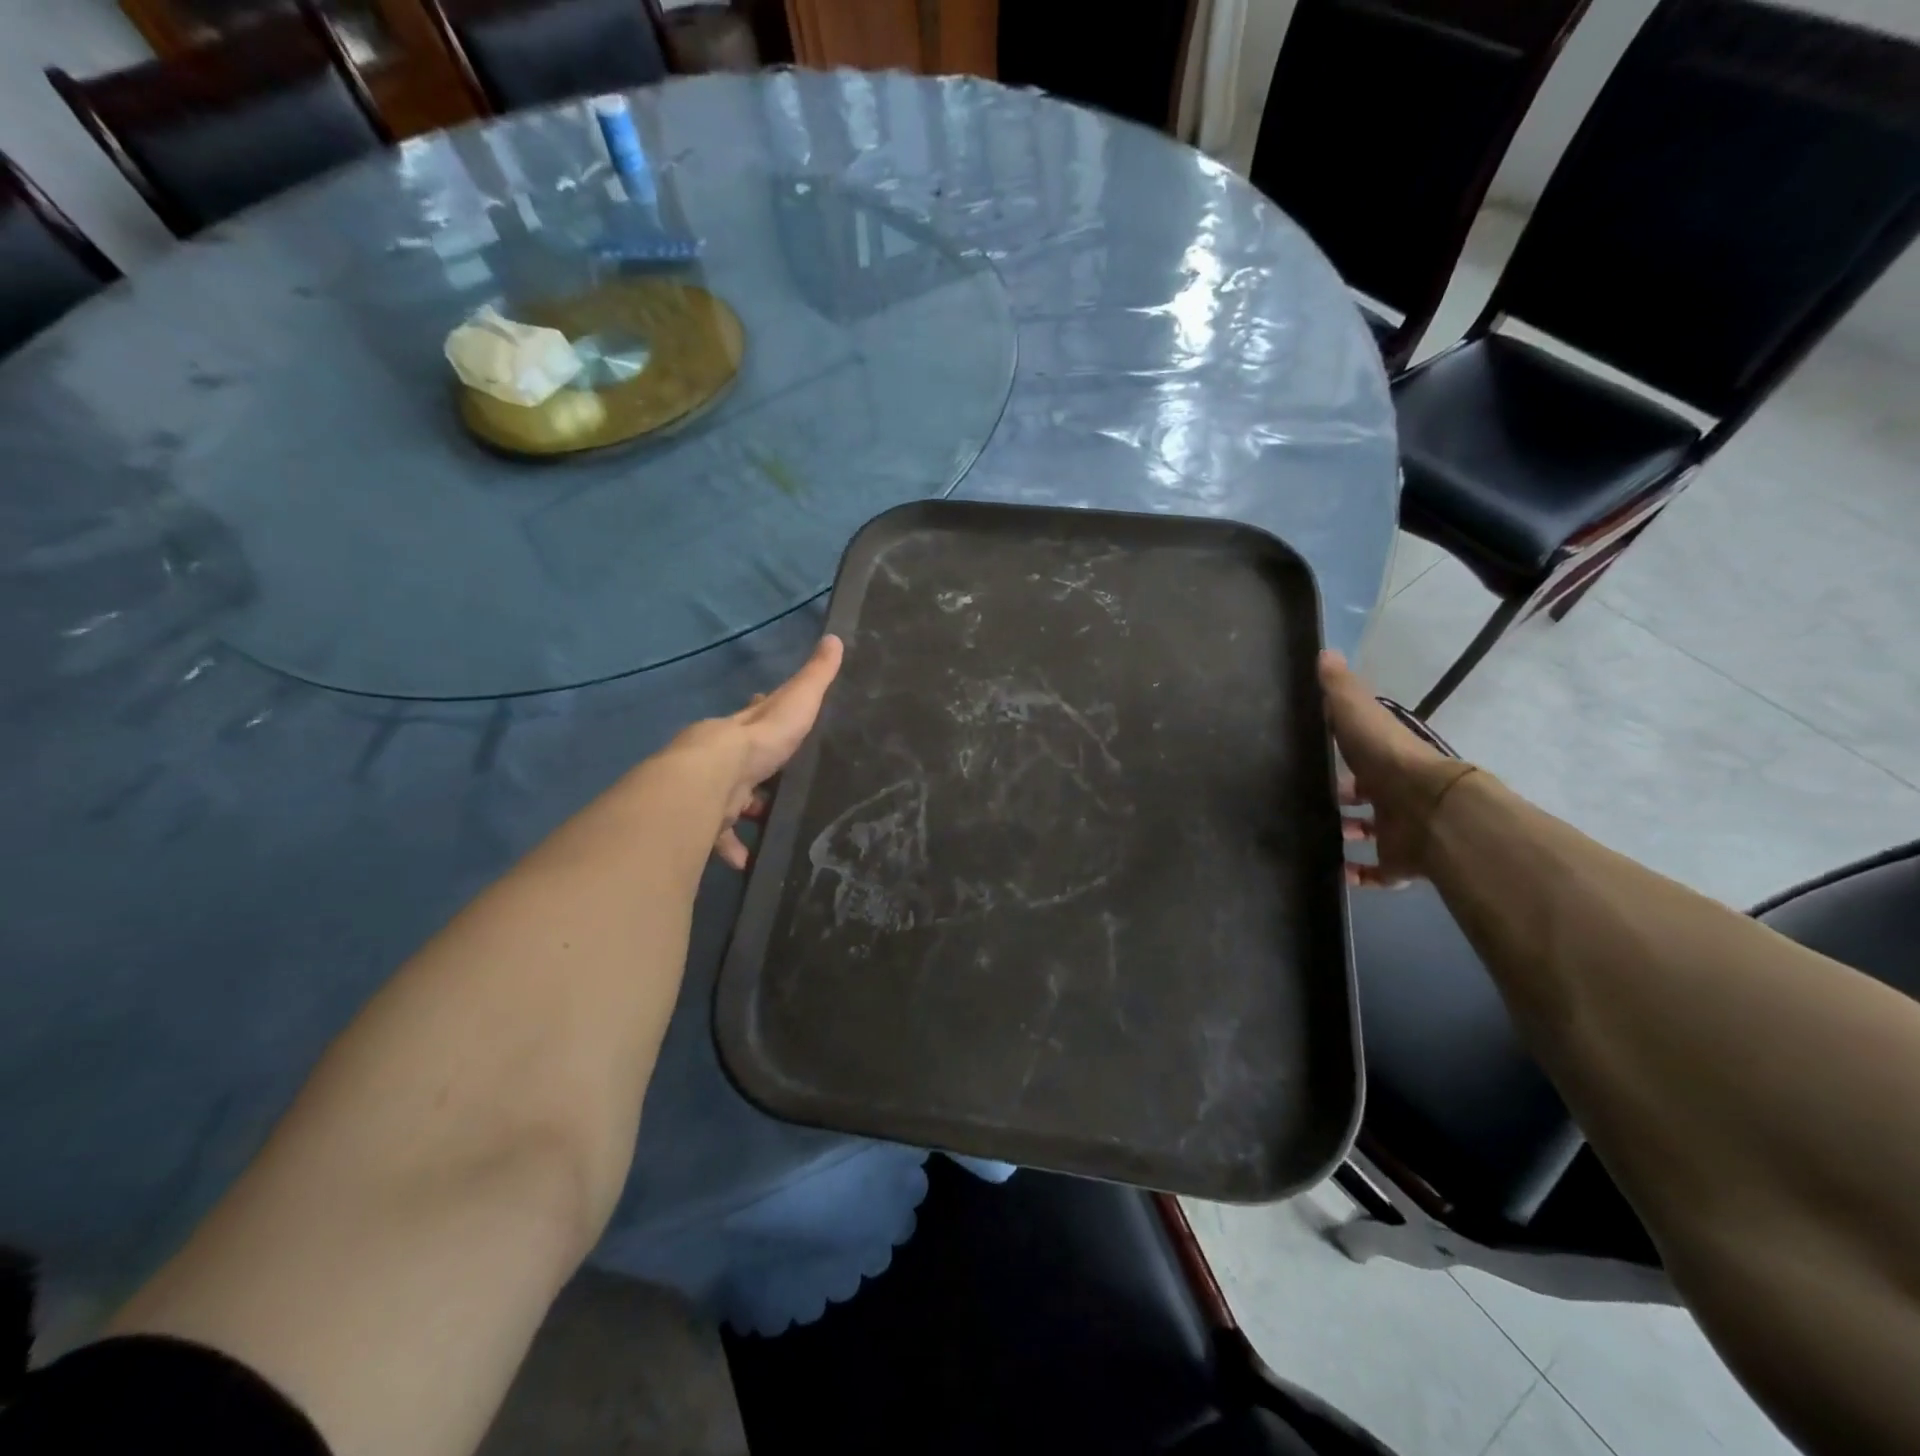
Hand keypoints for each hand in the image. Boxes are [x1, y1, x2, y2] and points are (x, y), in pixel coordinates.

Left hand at [710, 634, 844, 869]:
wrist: (712, 777)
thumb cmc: (758, 741)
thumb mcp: (796, 703)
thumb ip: (815, 677)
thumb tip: (836, 637)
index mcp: (742, 728)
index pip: (754, 714)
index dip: (763, 713)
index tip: (771, 716)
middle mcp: (721, 755)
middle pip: (739, 761)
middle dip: (755, 772)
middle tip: (777, 787)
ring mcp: (709, 788)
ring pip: (727, 801)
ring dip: (744, 814)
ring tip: (769, 826)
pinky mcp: (703, 819)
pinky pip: (717, 837)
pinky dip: (732, 848)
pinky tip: (746, 861)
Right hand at [1319, 650, 1472, 885]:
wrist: (1429, 810)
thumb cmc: (1388, 759)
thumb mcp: (1357, 714)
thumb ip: (1340, 689)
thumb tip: (1324, 651)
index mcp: (1387, 760)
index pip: (1363, 757)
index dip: (1344, 759)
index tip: (1318, 763)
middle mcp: (1395, 795)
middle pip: (1368, 798)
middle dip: (1344, 801)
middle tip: (1313, 805)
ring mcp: (1400, 831)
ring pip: (1373, 834)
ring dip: (1349, 836)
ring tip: (1317, 836)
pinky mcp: (1401, 863)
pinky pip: (1378, 873)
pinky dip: (1358, 876)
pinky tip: (1335, 874)